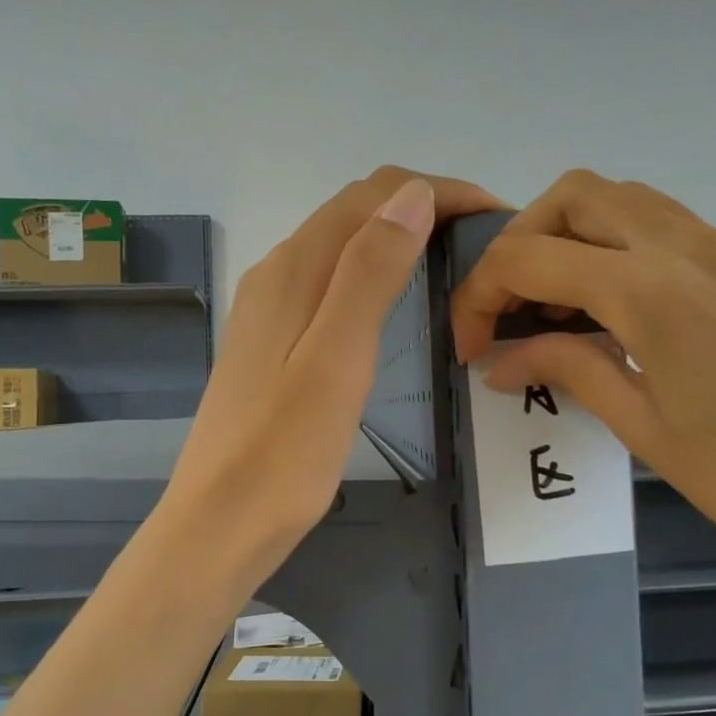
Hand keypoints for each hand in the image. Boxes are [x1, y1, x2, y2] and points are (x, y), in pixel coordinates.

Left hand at [162, 166, 503, 586]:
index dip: (438, 191)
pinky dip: (374, 271)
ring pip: (342, 244)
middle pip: (356, 211)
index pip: (374, 195)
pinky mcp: (272, 340)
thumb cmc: (285, 453)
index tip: (495, 215)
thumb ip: (370, 273)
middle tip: (484, 240)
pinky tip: (397, 303)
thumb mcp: (338, 359)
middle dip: (422, 206)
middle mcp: (278, 273)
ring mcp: (270, 307)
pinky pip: (331, 280)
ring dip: (399, 236)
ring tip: (454, 262)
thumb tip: (413, 194)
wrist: (220, 524)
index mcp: (295, 270)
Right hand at [448, 170, 715, 594]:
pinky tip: (621, 314)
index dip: (482, 293)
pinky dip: (623, 250)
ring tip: (559, 307)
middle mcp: (693, 248)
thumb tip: (500, 360)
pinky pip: (672, 229)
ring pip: (627, 201)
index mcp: (654, 293)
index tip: (470, 344)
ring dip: (574, 237)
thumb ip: (566, 369)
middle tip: (511, 307)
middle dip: (523, 241)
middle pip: (577, 196)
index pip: (532, 256)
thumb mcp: (642, 428)